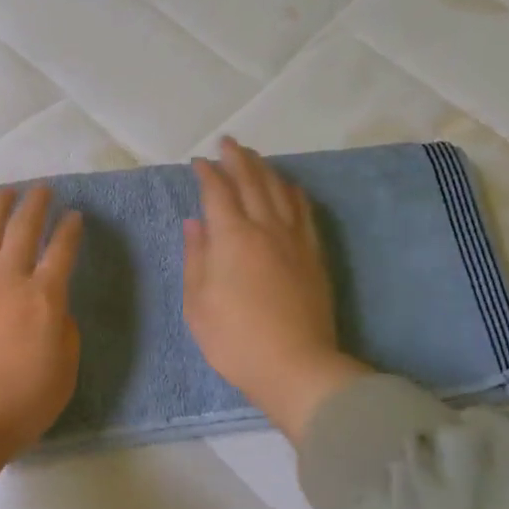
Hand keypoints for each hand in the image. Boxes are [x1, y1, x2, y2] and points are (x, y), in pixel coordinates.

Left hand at [0, 185, 82, 508]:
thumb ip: (65, 331)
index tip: (75, 216)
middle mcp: (7, 278)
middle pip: (23, 229)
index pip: (61, 251)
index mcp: (43, 297)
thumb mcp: (65, 371)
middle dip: (35, 204)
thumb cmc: (20, 403)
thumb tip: (54, 309)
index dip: (70, 230)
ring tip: (3, 194)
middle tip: (41, 190)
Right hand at [183, 137, 366, 442]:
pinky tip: (288, 187)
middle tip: (227, 143)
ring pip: (280, 190)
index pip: (217, 192)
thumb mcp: (197, 303)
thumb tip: (195, 222)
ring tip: (254, 157)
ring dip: (264, 169)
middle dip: (237, 159)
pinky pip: (303, 211)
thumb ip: (196, 257)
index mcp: (232, 237)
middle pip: (252, 181)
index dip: (206, 173)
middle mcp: (265, 228)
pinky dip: (293, 191)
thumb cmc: (234, 339)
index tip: (197, 161)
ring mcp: (294, 240)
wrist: (296, 366)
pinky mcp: (314, 255)